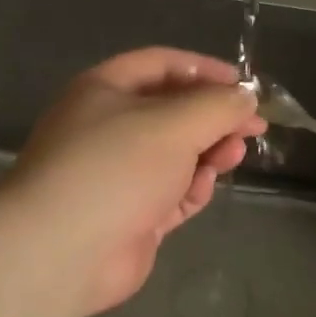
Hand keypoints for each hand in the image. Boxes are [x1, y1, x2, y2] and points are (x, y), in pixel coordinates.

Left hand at [0, 49, 266, 316]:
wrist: (62, 251)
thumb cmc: (115, 168)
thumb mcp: (173, 124)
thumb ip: (217, 106)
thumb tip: (245, 98)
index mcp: (105, 90)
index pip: (161, 65)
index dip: (204, 70)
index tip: (244, 86)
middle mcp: (108, 127)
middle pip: (172, 112)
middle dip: (214, 117)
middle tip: (253, 127)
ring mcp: (118, 174)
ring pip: (175, 155)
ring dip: (208, 152)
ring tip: (233, 157)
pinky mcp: (130, 215)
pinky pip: (170, 193)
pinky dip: (191, 188)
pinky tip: (203, 188)